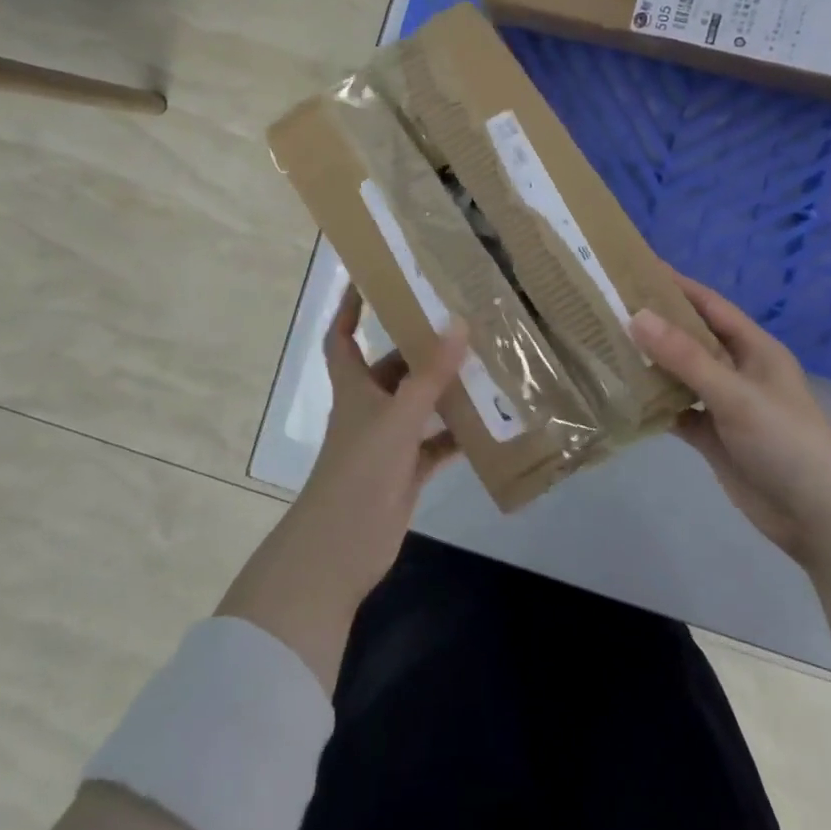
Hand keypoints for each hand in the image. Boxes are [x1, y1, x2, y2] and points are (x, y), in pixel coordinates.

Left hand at [218, 287, 465, 692]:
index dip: (349, 309)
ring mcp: (387, 442)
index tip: (369, 280)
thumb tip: (458, 322)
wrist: (341, 550)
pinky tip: (489, 423)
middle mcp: (369, 408)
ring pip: (419, 405)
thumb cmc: (360, 470)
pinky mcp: (405, 472)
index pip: (343, 337)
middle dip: (420, 348)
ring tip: (485, 366)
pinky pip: (435, 444)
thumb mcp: (398, 416)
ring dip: (445, 390)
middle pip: (393, 368)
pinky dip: (456, 434)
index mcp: (354, 387)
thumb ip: (430, 374)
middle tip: (460, 322)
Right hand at [630, 273, 830, 573]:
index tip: (635, 268)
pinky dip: (653, 404)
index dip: (676, 285)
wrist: (821, 518)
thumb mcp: (735, 394)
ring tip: (604, 345)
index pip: (709, 305)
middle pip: (690, 337)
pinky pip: (676, 411)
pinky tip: (621, 396)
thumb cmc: (787, 442)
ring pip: (680, 374)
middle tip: (607, 306)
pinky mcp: (713, 437)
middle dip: (655, 322)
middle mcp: (737, 370)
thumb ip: (685, 357)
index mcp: (754, 349)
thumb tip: (636, 316)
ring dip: (650, 363)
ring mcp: (724, 405)